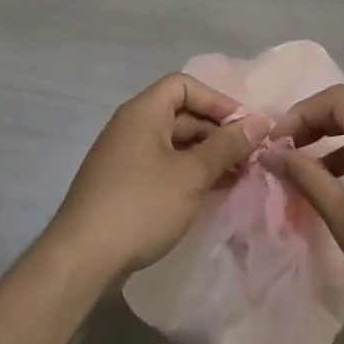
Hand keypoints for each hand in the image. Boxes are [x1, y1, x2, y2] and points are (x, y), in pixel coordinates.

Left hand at [44, 74, 268, 281]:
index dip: (217, 100)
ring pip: (173, 143)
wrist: (83, 258)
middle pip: (180, 114)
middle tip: (249, 155)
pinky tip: (212, 192)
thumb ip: (228, 146)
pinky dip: (188, 172)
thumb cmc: (142, 205)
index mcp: (142, 112)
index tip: (244, 126)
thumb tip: (260, 122)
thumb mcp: (192, 174)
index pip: (184, 86)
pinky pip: (162, 166)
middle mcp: (130, 127)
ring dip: (206, 155)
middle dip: (217, 131)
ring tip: (238, 175)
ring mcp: (124, 157)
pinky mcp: (123, 185)